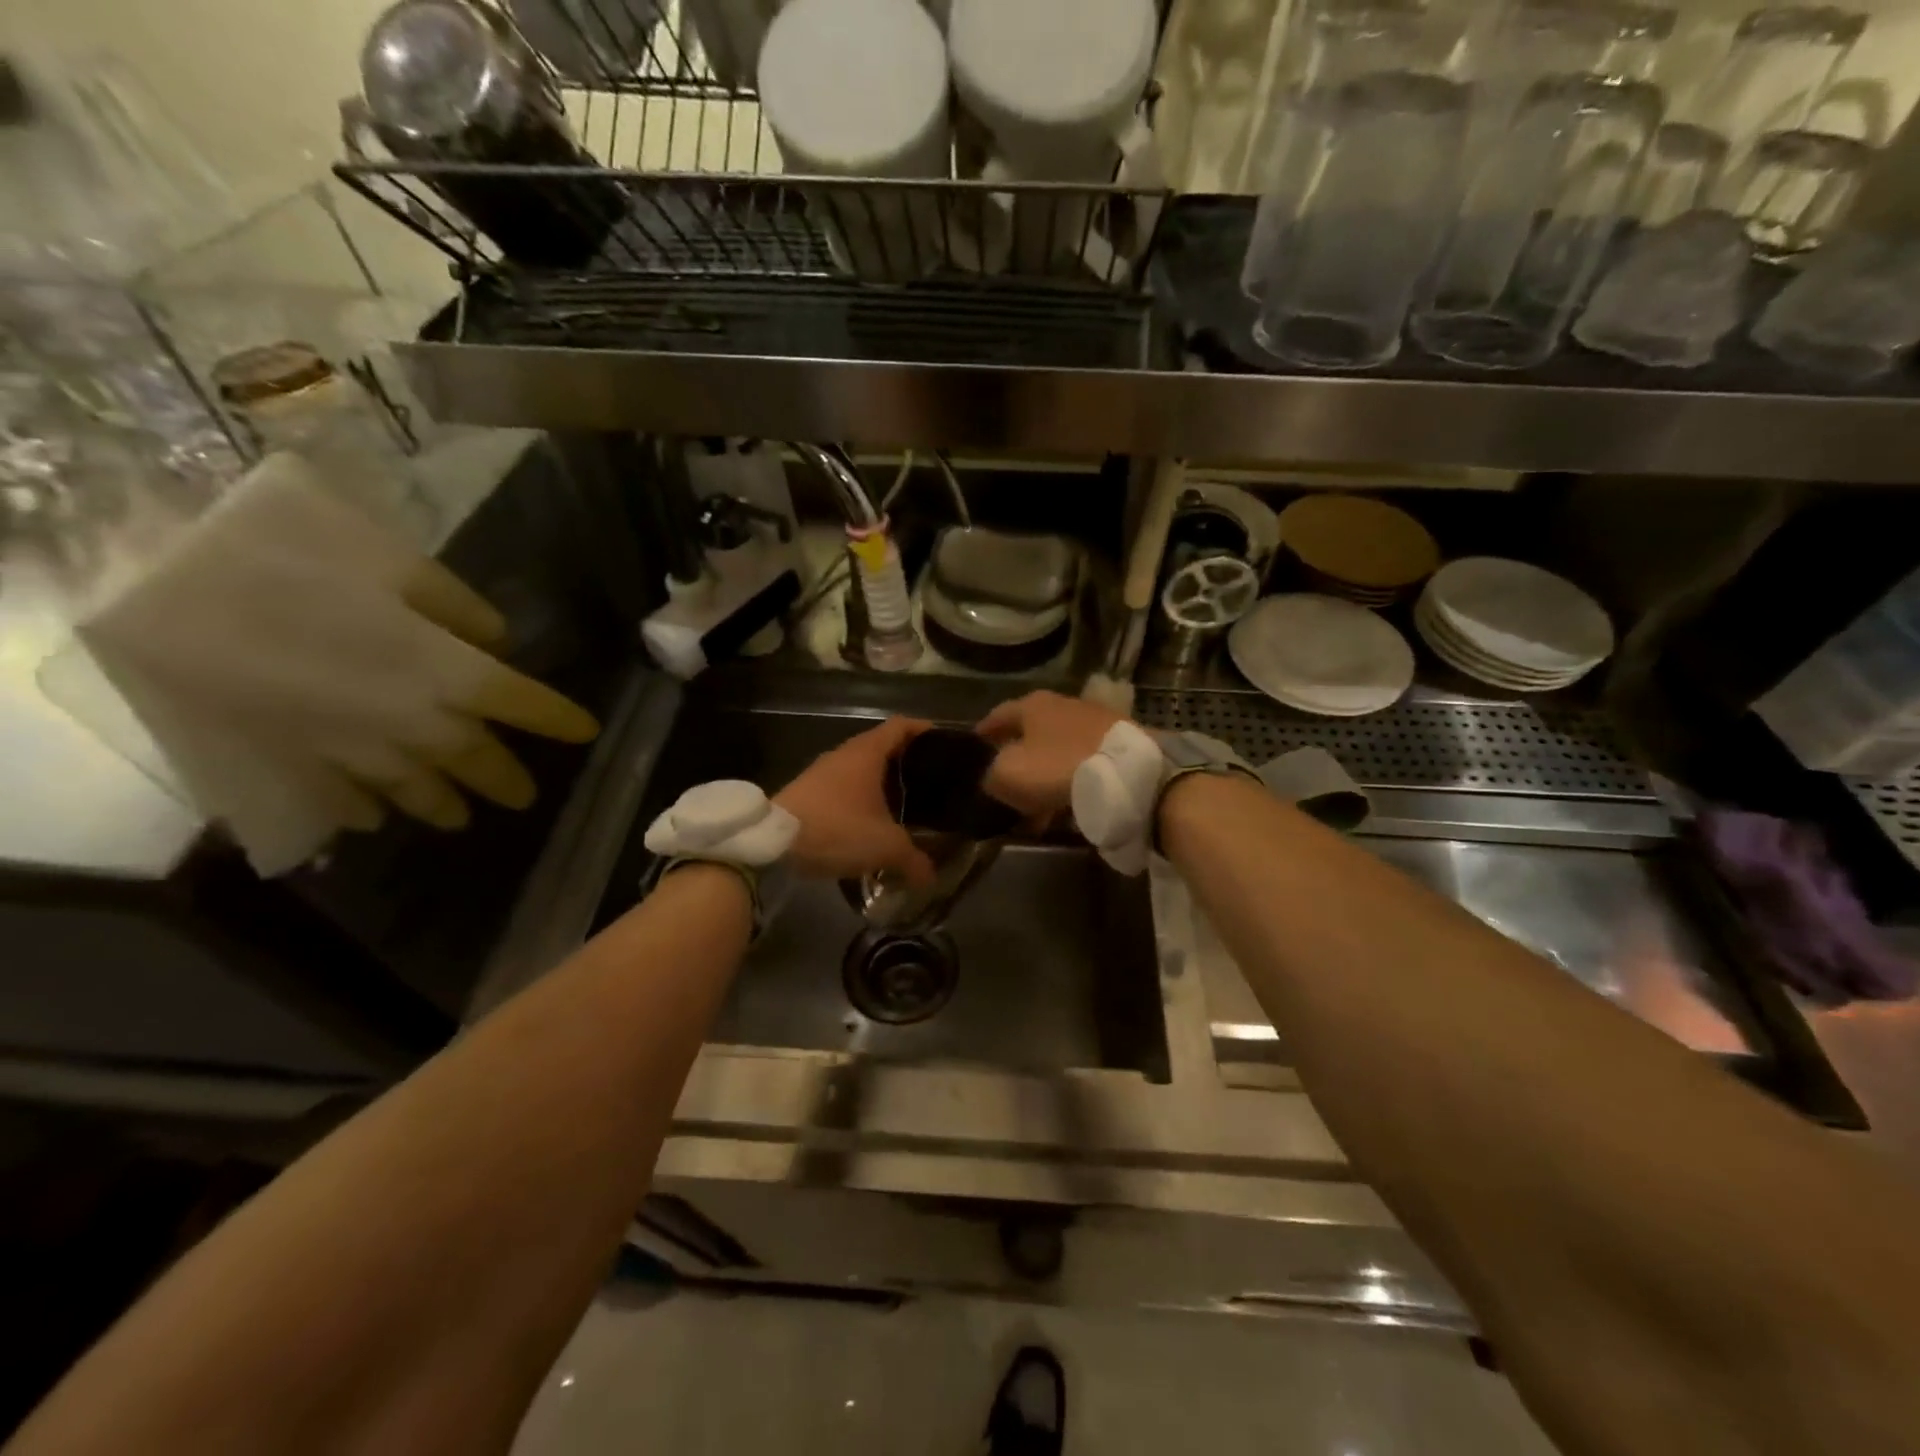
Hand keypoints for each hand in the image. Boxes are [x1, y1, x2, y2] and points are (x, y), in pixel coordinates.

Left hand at [775, 717, 936, 886]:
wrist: (772, 843)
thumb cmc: (837, 828)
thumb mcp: (885, 846)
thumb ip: (913, 860)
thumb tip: (931, 878)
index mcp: (867, 752)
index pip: (901, 726)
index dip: (924, 730)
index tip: (944, 742)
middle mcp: (845, 754)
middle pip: (882, 746)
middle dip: (907, 761)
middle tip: (931, 780)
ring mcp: (823, 772)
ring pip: (861, 769)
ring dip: (882, 782)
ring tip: (905, 804)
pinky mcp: (808, 792)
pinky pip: (844, 787)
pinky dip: (861, 798)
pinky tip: (871, 822)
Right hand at [976, 691, 1121, 816]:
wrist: (1129, 773)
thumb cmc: (1058, 767)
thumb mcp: (1009, 774)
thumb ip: (991, 775)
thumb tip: (993, 778)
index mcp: (1033, 705)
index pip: (999, 714)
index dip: (984, 731)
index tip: (974, 744)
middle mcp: (1063, 706)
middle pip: (1031, 732)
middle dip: (1017, 757)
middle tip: (1004, 780)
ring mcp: (1094, 723)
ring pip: (1057, 751)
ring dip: (1044, 775)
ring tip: (1035, 807)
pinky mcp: (1118, 744)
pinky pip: (1082, 764)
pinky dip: (1069, 782)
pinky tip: (1065, 807)